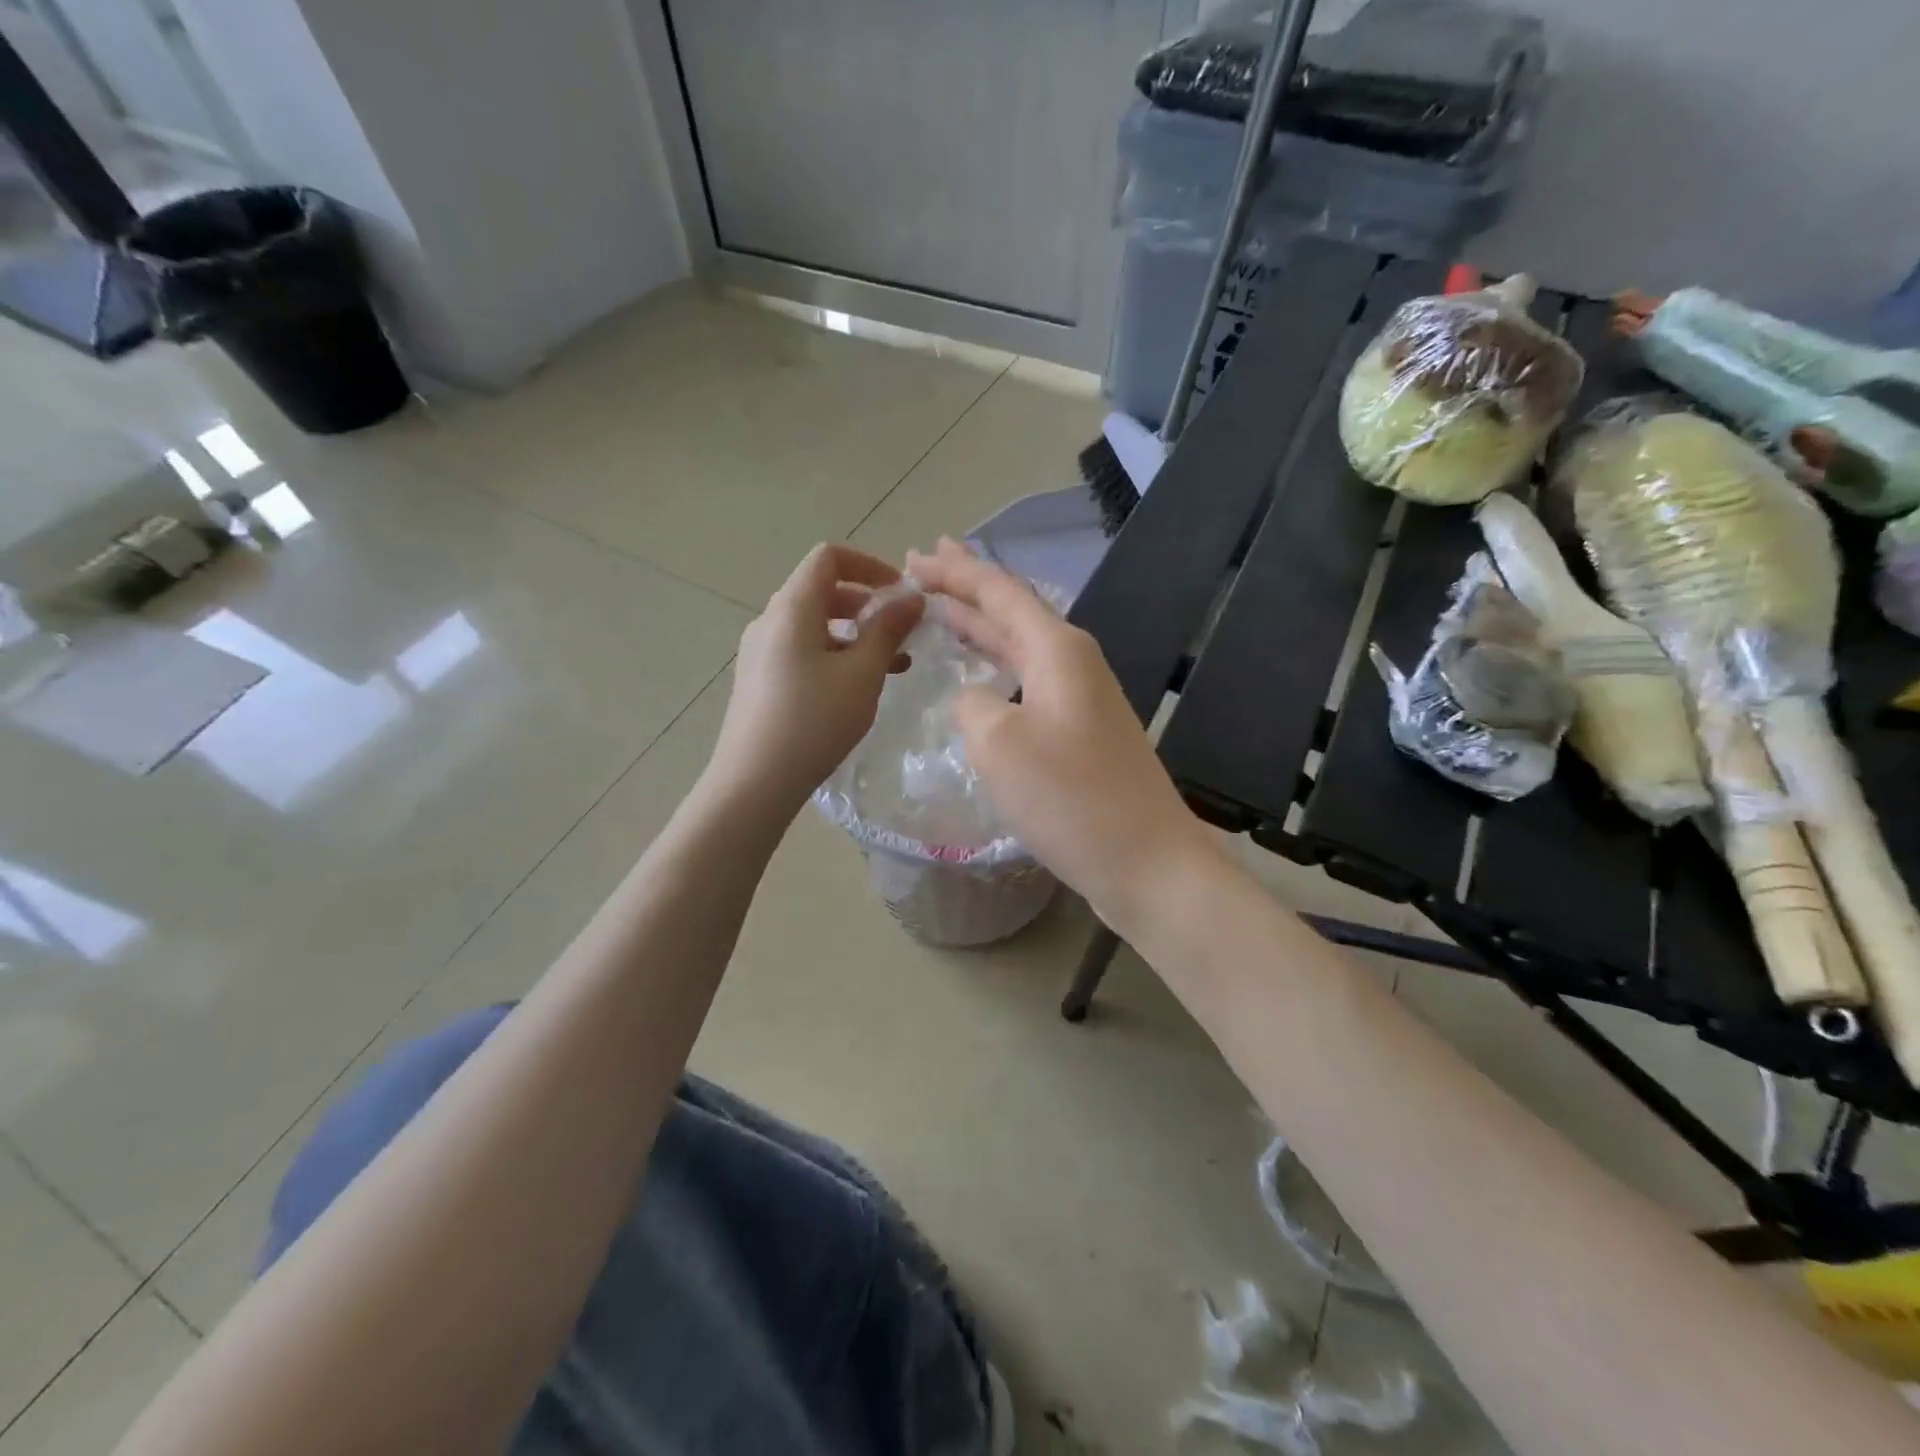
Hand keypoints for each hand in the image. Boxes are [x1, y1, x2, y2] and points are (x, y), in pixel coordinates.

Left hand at [708, 544, 923, 813]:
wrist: (754, 781)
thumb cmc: (814, 720)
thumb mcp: (862, 674)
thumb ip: (889, 630)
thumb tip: (912, 597)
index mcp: (792, 607)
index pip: (829, 558)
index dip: (869, 565)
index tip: (901, 593)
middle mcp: (770, 620)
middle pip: (822, 590)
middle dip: (867, 604)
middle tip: (901, 633)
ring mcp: (760, 651)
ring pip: (814, 624)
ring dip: (854, 634)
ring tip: (890, 666)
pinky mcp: (759, 679)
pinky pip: (801, 650)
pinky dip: (834, 654)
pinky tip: (857, 688)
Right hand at [904, 538, 1216, 921]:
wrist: (1147, 861)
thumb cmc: (1070, 798)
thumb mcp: (999, 744)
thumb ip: (973, 705)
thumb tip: (975, 701)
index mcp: (1057, 649)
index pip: (998, 591)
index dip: (954, 571)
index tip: (915, 556)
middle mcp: (1073, 662)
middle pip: (1011, 610)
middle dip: (964, 588)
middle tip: (920, 568)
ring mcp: (1080, 699)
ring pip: (1019, 646)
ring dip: (980, 626)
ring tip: (942, 609)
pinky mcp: (1080, 733)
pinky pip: (1028, 681)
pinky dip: (997, 667)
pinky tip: (981, 677)